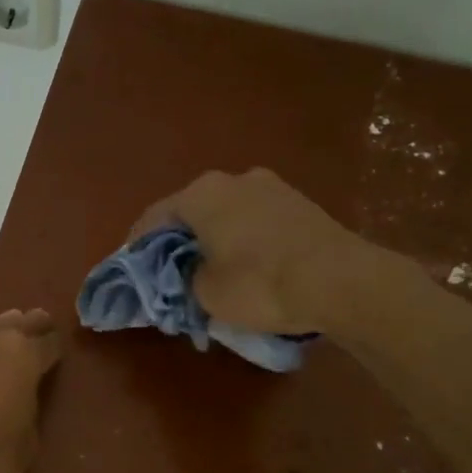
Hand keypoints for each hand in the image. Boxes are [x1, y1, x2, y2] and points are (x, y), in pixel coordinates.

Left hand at [0, 309, 63, 472]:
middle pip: (19, 323)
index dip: (56, 352)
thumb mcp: (27, 447)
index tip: (59, 361)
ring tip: (2, 361)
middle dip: (30, 331)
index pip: (50, 342)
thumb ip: (29, 415)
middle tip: (37, 347)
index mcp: (24, 355)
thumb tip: (20, 406)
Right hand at [133, 168, 404, 336]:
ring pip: (226, 213)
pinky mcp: (300, 203)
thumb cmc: (260, 284)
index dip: (137, 245)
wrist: (340, 281)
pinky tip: (246, 264)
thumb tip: (188, 275)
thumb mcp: (206, 293)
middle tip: (170, 271)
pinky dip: (242, 239)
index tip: (131, 267)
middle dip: (178, 240)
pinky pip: (255, 220)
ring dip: (213, 238)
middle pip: (192, 211)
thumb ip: (185, 280)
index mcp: (202, 193)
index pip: (154, 217)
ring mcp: (272, 187)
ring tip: (209, 269)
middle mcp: (234, 179)